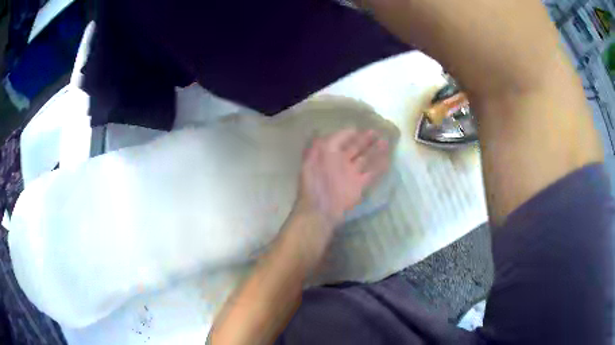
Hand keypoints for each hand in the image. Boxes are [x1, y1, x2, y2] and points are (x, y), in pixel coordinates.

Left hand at [295, 128, 390, 230]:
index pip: (340, 140)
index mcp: (327, 155)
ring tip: (385, 142)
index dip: (349, 133)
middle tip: (376, 132)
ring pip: (365, 159)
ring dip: (375, 151)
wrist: (319, 210)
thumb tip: (329, 135)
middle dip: (365, 139)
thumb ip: (322, 144)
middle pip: (355, 147)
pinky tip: (387, 159)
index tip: (359, 127)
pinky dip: (379, 167)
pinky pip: (371, 173)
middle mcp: (340, 162)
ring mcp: (351, 174)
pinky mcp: (359, 185)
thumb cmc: (314, 183)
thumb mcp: (312, 159)